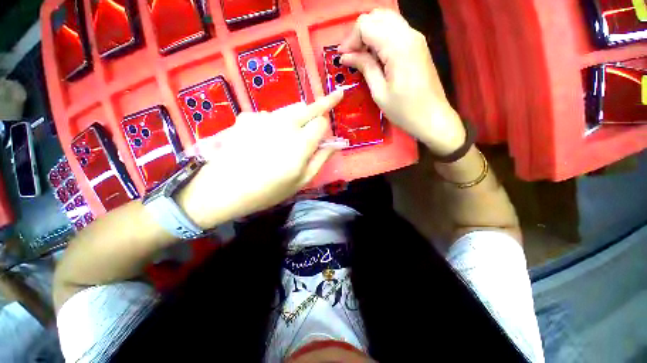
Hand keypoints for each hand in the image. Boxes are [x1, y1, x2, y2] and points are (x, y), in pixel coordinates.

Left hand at [177, 91, 343, 228]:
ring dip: (296, 119)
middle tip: (334, 97)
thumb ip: (321, 159)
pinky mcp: (247, 117)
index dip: (326, 127)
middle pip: (308, 108)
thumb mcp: (301, 180)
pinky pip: (269, 117)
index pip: (321, 122)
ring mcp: (263, 118)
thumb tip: (336, 144)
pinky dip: (273, 125)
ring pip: (289, 111)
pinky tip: (263, 140)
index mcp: (300, 143)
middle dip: (322, 104)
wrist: (223, 189)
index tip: (326, 132)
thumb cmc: (268, 190)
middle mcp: (284, 124)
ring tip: (287, 138)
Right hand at [339, 9, 465, 156]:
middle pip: (377, 16)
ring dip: (370, 34)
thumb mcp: (379, 92)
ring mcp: (416, 38)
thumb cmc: (404, 110)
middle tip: (351, 56)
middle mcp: (409, 34)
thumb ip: (365, 67)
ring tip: (362, 56)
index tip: (343, 58)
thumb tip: (347, 56)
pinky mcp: (418, 45)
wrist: (432, 118)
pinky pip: (396, 30)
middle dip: (359, 34)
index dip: (351, 39)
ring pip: (387, 20)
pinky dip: (381, 37)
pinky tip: (375, 56)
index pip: (366, 25)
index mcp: (397, 46)